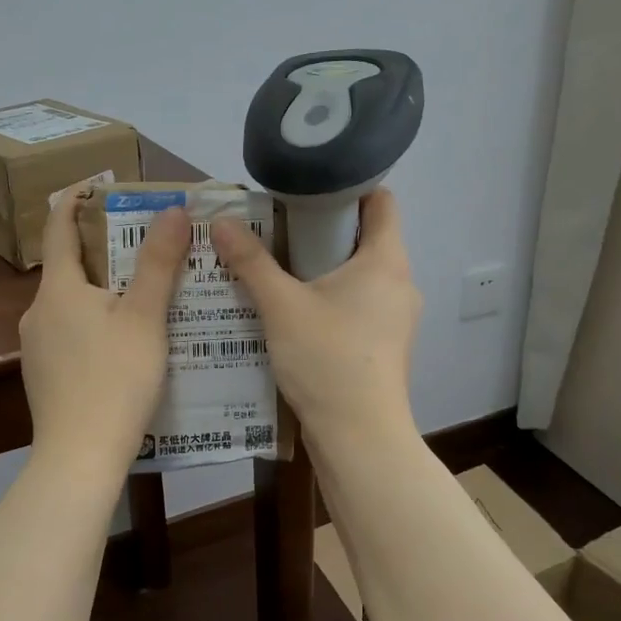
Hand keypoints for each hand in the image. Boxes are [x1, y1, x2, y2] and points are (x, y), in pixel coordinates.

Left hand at [20, 189, 190, 475]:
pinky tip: (123, 345)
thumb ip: (158, 263)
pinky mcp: (43, 375)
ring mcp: (35, 347)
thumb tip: (172, 210)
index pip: (59, 227)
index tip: (97, 184)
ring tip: (143, 297)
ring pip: (70, 304)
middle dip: (102, 251)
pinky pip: (69, 334)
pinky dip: (94, 324)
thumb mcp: (145, 318)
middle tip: (144, 246)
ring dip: (101, 292)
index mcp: (58, 289)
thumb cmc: (115, 379)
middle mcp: (37, 311)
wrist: (80, 456)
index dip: (75, 200)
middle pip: (68, 267)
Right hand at [212, 189, 420, 455]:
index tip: (306, 187)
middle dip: (321, 228)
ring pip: (359, 274)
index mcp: (386, 260)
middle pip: (365, 236)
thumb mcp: (281, 305)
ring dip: (322, 266)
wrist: (358, 435)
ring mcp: (395, 316)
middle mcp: (399, 282)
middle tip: (276, 226)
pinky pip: (357, 304)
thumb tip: (220, 222)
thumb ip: (251, 261)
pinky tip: (293, 309)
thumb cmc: (327, 359)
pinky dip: (329, 297)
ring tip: (277, 266)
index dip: (348, 185)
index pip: (381, 200)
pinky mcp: (384, 344)